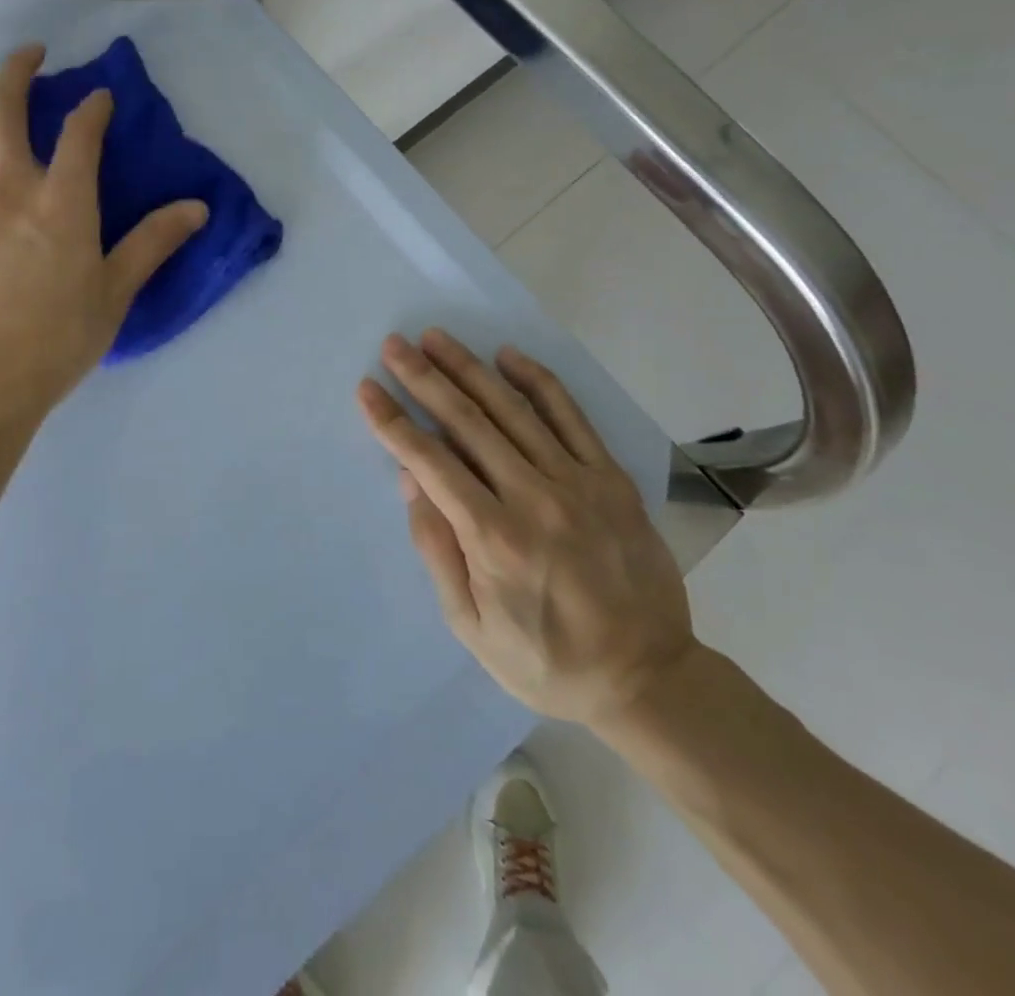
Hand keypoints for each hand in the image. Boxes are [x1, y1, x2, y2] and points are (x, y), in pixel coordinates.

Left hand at [0, 44, 208, 417]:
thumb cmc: (60, 338)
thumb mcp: (117, 291)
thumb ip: (154, 242)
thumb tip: (198, 208)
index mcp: (64, 202)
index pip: (81, 134)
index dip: (93, 108)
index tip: (100, 98)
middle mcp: (10, 190)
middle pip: (4, 112)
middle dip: (16, 74)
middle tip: (28, 55)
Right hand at [357, 329, 699, 737]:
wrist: (646, 677)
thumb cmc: (545, 660)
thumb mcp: (471, 626)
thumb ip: (437, 549)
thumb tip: (410, 479)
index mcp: (493, 538)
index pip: (430, 461)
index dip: (393, 422)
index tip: (368, 389)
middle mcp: (533, 497)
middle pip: (467, 422)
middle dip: (424, 378)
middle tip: (395, 345)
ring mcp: (577, 481)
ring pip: (513, 409)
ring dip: (470, 368)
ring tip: (437, 338)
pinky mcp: (610, 477)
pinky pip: (570, 415)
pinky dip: (537, 380)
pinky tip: (508, 355)